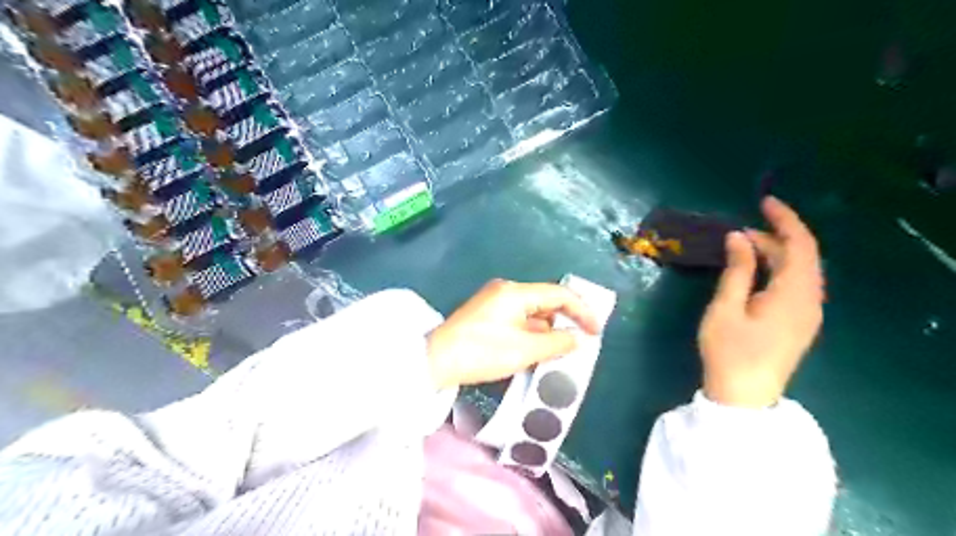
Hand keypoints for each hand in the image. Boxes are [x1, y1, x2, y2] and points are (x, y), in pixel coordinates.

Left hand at [433, 281, 599, 388]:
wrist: (435, 361)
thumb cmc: (482, 352)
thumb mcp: (524, 351)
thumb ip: (557, 343)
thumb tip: (579, 339)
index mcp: (516, 292)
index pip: (559, 294)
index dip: (582, 311)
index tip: (596, 331)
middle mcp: (506, 290)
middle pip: (546, 301)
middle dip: (565, 320)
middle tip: (582, 341)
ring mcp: (494, 302)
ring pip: (532, 312)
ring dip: (548, 330)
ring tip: (562, 351)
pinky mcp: (487, 314)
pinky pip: (519, 319)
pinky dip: (532, 333)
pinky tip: (538, 350)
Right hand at [700, 199, 825, 407]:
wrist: (743, 397)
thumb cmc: (730, 351)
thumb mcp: (726, 307)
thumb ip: (736, 270)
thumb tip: (738, 238)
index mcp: (795, 294)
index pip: (800, 245)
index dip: (785, 220)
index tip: (763, 202)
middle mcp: (810, 301)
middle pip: (801, 257)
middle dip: (774, 237)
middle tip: (738, 232)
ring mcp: (806, 314)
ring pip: (798, 272)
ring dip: (774, 254)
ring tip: (742, 247)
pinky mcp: (797, 323)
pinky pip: (794, 285)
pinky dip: (776, 270)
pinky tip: (754, 271)